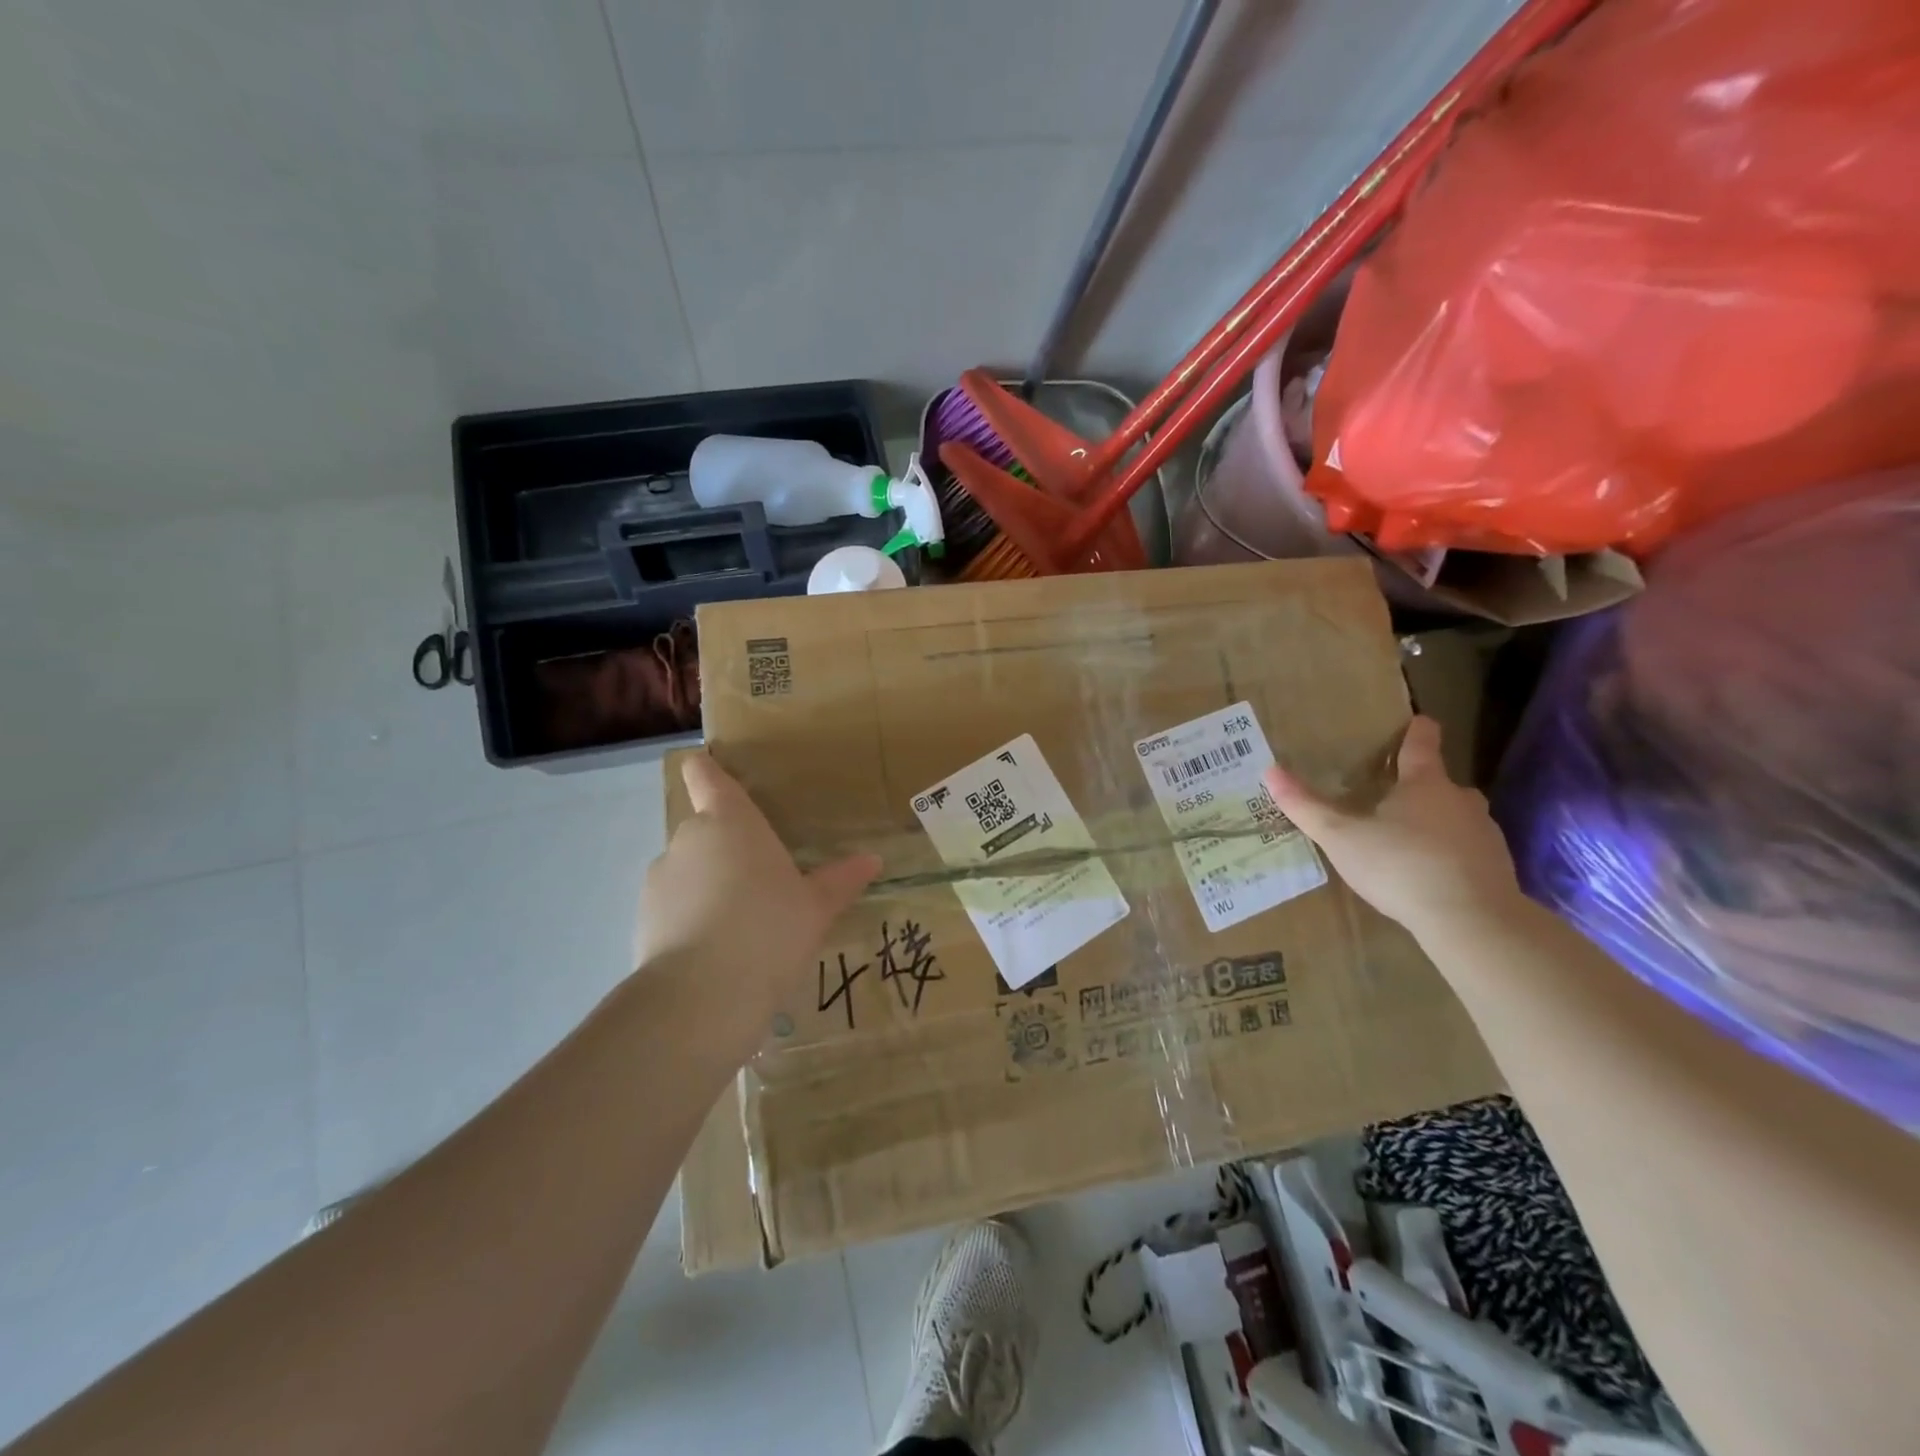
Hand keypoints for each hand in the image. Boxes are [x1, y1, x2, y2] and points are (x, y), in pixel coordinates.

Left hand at [638, 755, 880, 1044]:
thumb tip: (873, 860)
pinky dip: (690, 918)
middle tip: (761, 881)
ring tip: (740, 924)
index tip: (708, 768)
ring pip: (688, 870)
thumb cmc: (770, 930)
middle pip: (704, 829)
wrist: (702, 996)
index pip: (707, 777)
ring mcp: (660, 878)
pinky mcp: (642, 918)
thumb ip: (841, 880)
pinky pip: (673, 906)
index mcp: (731, 822)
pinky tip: (716, 951)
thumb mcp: (816, 907)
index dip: (706, 770)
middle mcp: (689, 839)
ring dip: (708, 884)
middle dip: (727, 848)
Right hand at [1262, 716, 1521, 941]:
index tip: (1418, 721)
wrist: (1472, 921)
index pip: (1422, 744)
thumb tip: (1270, 770)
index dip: (1417, 730)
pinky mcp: (1497, 867)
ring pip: (1457, 818)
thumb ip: (1306, 807)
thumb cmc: (1400, 866)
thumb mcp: (1340, 837)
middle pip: (1440, 783)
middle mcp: (1459, 799)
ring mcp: (1484, 833)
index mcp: (1424, 783)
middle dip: (1419, 787)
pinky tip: (1432, 876)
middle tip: (1392, 799)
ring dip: (1437, 823)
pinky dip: (1451, 855)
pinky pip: (1469, 851)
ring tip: (1408, 842)